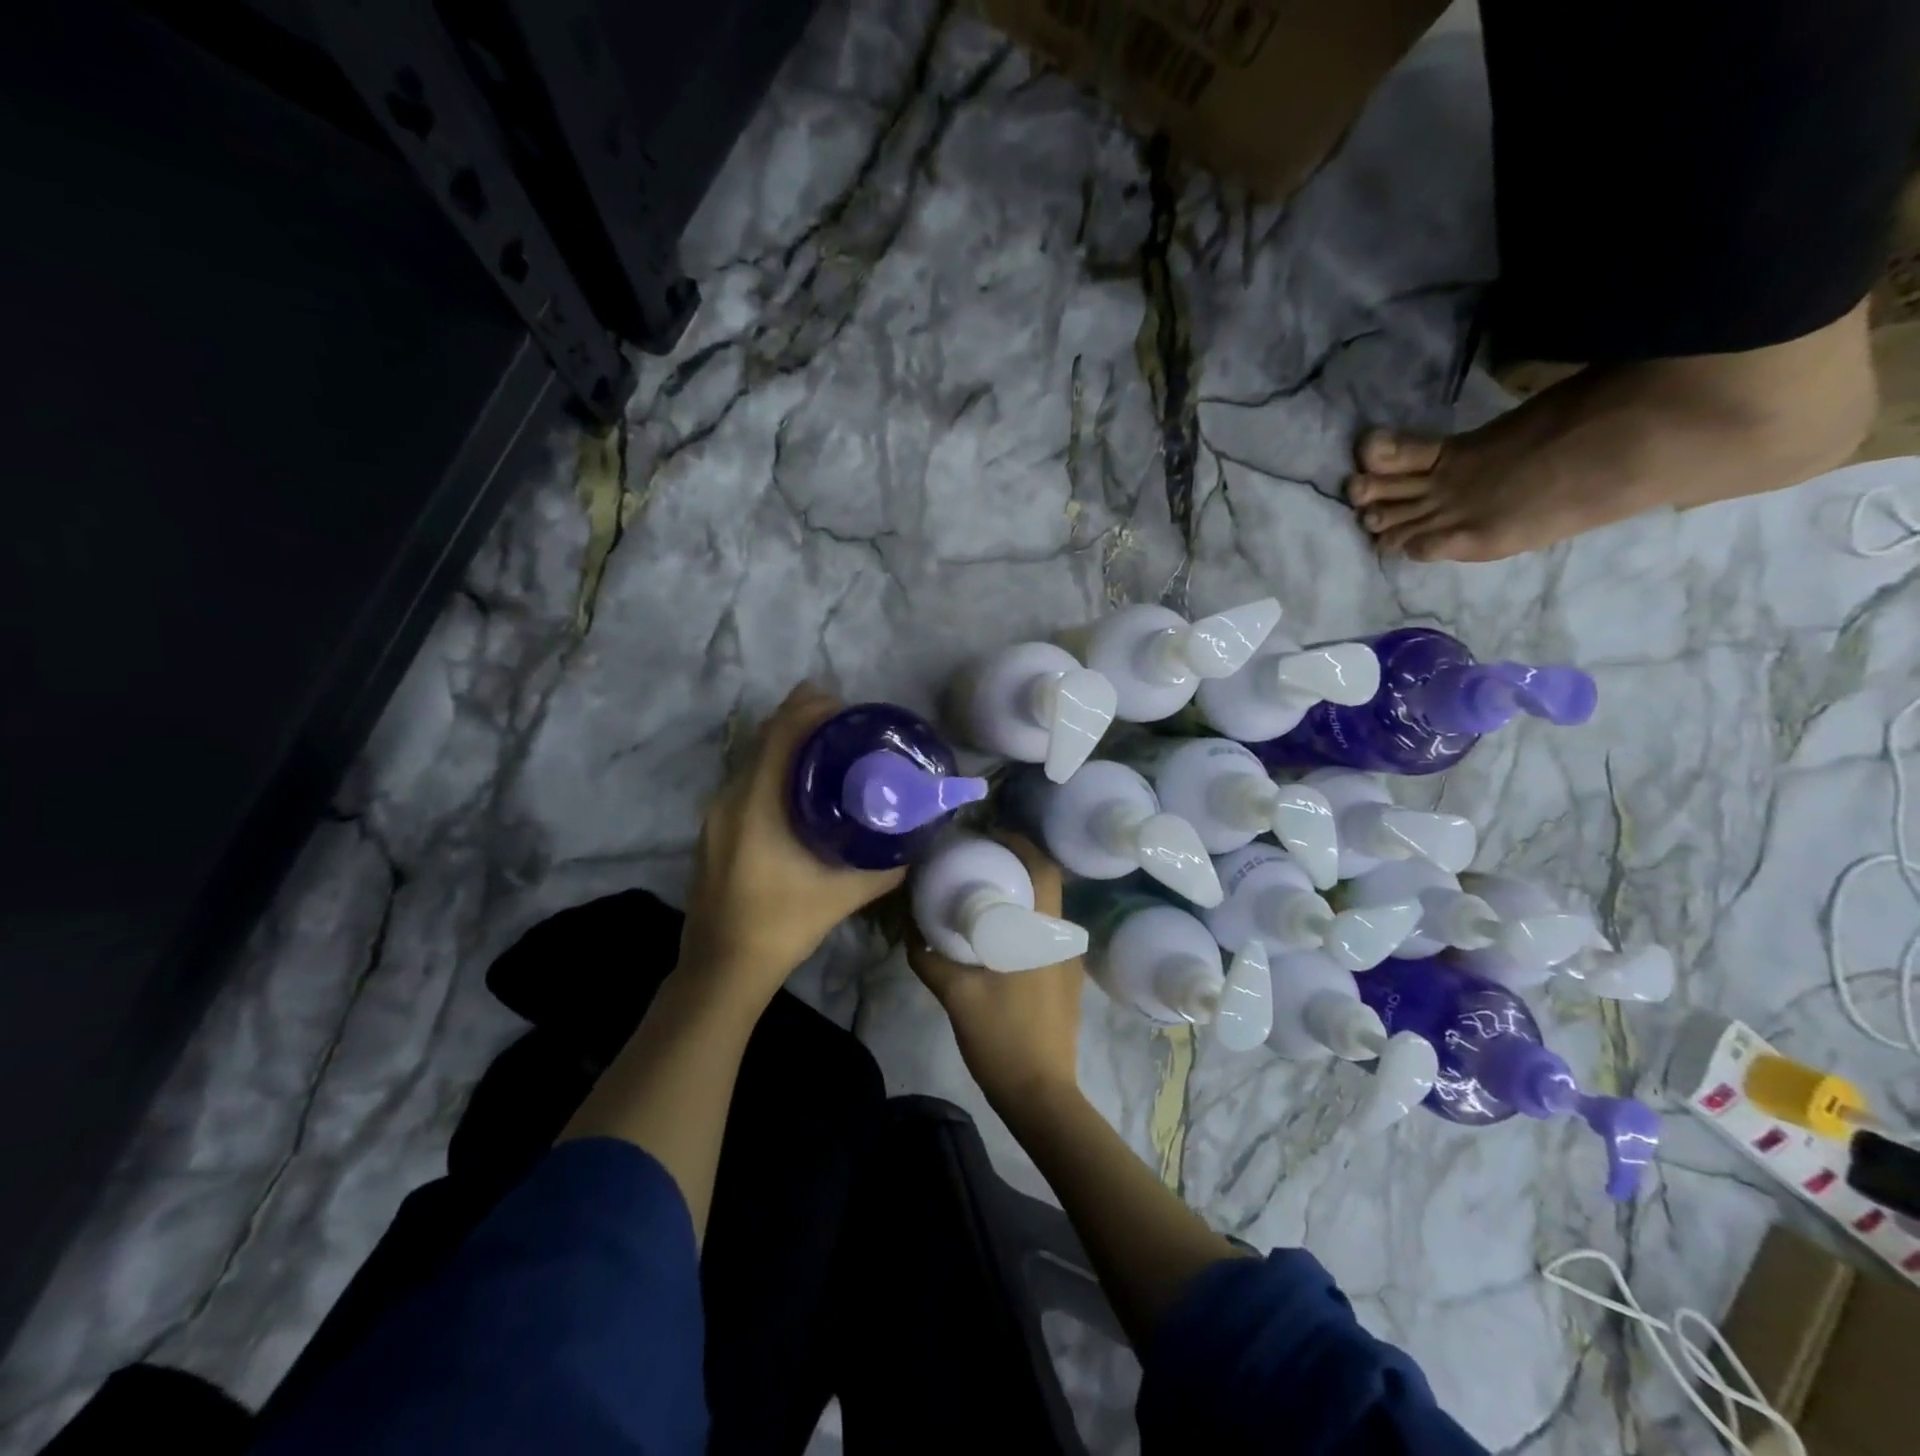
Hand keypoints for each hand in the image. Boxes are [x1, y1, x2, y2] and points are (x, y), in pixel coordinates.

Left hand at [680, 682, 904, 1005]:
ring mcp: (716, 815)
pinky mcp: (714, 830)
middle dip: (801, 720)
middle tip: (845, 723)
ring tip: (829, 750)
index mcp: (756, 806)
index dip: (808, 708)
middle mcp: (729, 799)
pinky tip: (801, 790)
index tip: (843, 702)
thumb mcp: (842, 896)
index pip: (779, 735)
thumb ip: (884, 867)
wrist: (721, 968)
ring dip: (786, 745)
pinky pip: (746, 781)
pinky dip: (773, 770)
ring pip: (752, 760)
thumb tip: (916, 841)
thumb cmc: (782, 926)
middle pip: (764, 739)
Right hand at [908, 833, 1085, 1114]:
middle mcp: (1063, 939)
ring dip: (1018, 893)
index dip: (1020, 843)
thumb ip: (930, 960)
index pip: (1043, 868)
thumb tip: (910, 933)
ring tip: (981, 891)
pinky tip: (994, 933)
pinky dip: (1021, 920)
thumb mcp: (957, 995)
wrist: (1040, 1095)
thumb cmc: (1002, 1037)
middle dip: (1014, 865)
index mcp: (1044, 932)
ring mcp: (1068, 961)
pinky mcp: (1064, 979)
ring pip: (1045, 910)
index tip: (988, 836)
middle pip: (1045, 883)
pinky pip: (1043, 933)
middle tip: (976, 860)